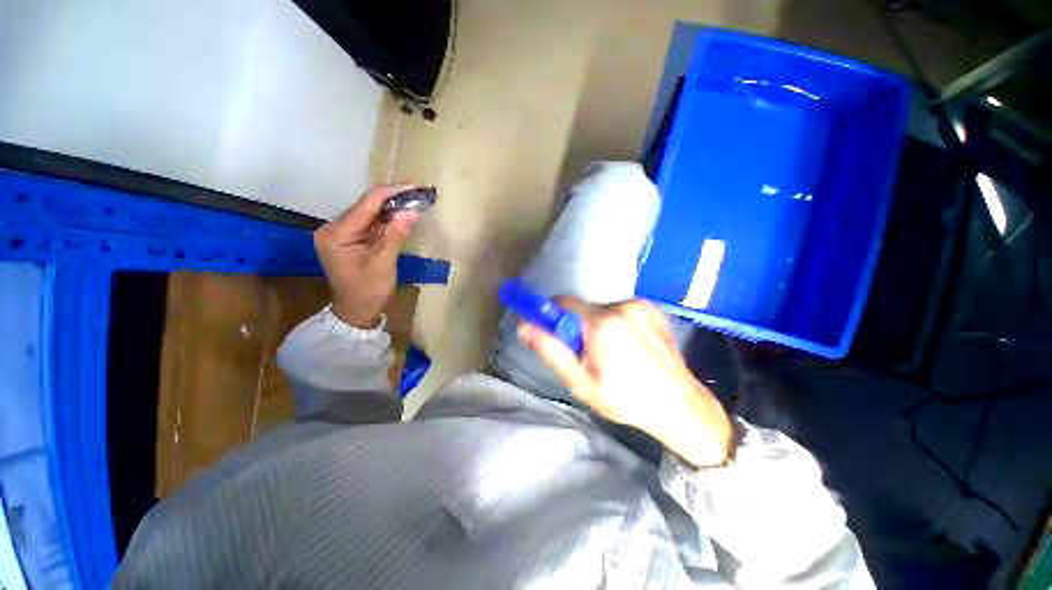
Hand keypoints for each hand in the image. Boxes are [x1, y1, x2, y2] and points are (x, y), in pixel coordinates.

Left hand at [314, 184, 418, 328]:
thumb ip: (395, 235)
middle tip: (418, 192)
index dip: (391, 192)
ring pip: (368, 212)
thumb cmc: (367, 291)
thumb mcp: (383, 264)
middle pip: (366, 205)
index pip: (366, 205)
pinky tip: (401, 214)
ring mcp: (340, 233)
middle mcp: (333, 228)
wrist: (355, 310)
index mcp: (336, 233)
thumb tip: (412, 212)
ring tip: (414, 200)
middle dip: (393, 198)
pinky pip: (369, 222)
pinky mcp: (349, 238)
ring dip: (391, 206)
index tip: (414, 186)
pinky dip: (386, 218)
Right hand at [517, 298, 732, 467]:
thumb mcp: (580, 381)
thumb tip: (523, 326)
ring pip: (603, 310)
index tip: (555, 334)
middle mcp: (622, 306)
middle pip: (584, 308)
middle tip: (588, 356)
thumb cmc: (625, 398)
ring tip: (614, 355)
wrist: (680, 406)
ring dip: (599, 327)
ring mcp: (642, 306)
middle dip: (578, 328)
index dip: (553, 315)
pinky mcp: (654, 309)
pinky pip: (623, 311)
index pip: (563, 301)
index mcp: (602, 322)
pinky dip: (618, 324)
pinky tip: (631, 348)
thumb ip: (550, 350)